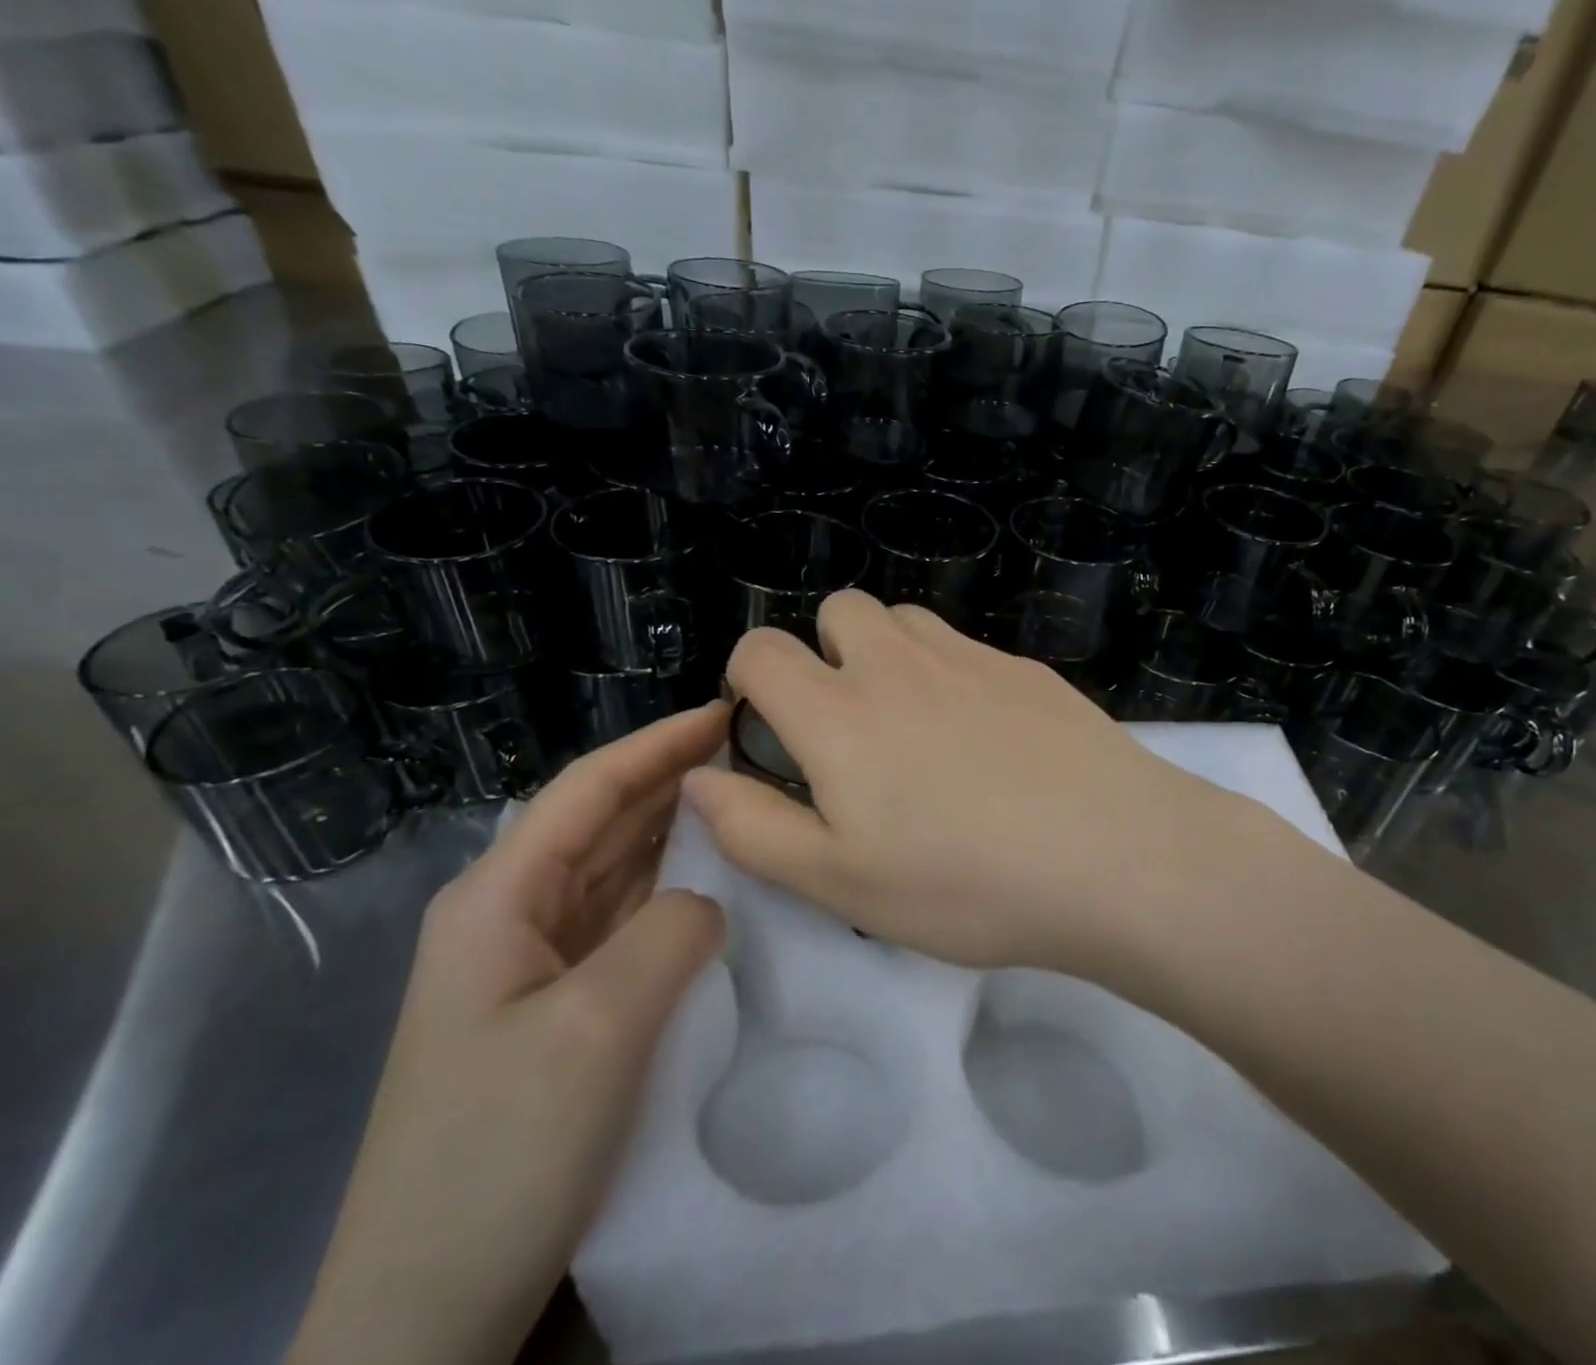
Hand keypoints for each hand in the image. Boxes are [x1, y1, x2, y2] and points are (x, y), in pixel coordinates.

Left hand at [289, 703, 728, 1364]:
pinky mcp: (556, 1005)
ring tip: (745, 801)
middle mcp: (509, 915)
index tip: (725, 713)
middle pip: (601, 821)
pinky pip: (622, 921)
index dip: (659, 744)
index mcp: (498, 898)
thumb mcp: (597, 1027)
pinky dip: (671, 890)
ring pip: (615, 869)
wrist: (421, 1315)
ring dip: (675, 831)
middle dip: (673, 778)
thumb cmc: (497, 1154)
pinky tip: (715, 884)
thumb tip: (709, 899)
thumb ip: (670, 931)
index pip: (589, 788)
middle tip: (752, 752)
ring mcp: (531, 963)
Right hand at [684, 592, 1265, 974]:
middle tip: (851, 730)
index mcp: (839, 712)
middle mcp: (899, 663)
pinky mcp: (1026, 668)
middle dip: (825, 653)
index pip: (761, 650)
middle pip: (839, 610)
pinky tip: (989, 740)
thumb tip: (700, 778)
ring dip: (889, 655)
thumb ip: (755, 828)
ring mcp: (970, 657)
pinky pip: (966, 648)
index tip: (772, 733)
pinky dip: (952, 674)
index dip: (749, 680)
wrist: (1114, 856)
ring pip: (905, 620)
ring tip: (916, 729)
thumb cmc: (965, 883)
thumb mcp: (840, 882)